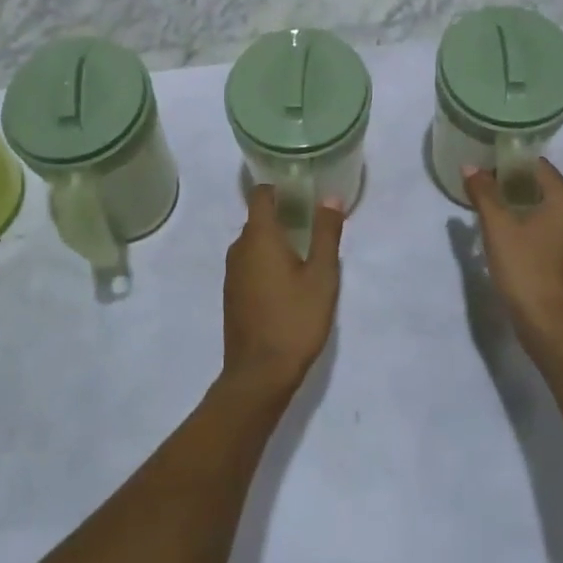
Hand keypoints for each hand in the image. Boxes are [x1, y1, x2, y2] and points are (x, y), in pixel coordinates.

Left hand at [223, 186, 341, 393]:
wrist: (259, 375)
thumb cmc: (295, 320)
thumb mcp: (322, 275)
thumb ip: (326, 233)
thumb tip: (330, 198)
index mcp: (259, 237)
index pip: (261, 195)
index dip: (279, 187)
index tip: (302, 189)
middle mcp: (239, 249)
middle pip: (258, 219)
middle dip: (283, 215)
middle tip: (313, 221)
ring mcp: (232, 274)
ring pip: (254, 244)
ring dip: (275, 241)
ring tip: (305, 250)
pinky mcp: (233, 295)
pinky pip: (250, 264)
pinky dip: (266, 262)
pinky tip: (288, 279)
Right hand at [462, 159, 562, 352]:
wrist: (551, 325)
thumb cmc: (525, 268)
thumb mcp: (497, 227)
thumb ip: (483, 192)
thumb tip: (471, 167)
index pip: (537, 166)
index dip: (509, 164)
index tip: (485, 171)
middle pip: (543, 186)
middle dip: (514, 185)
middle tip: (484, 191)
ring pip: (548, 208)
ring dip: (522, 206)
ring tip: (493, 212)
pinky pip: (552, 228)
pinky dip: (533, 225)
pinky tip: (511, 236)